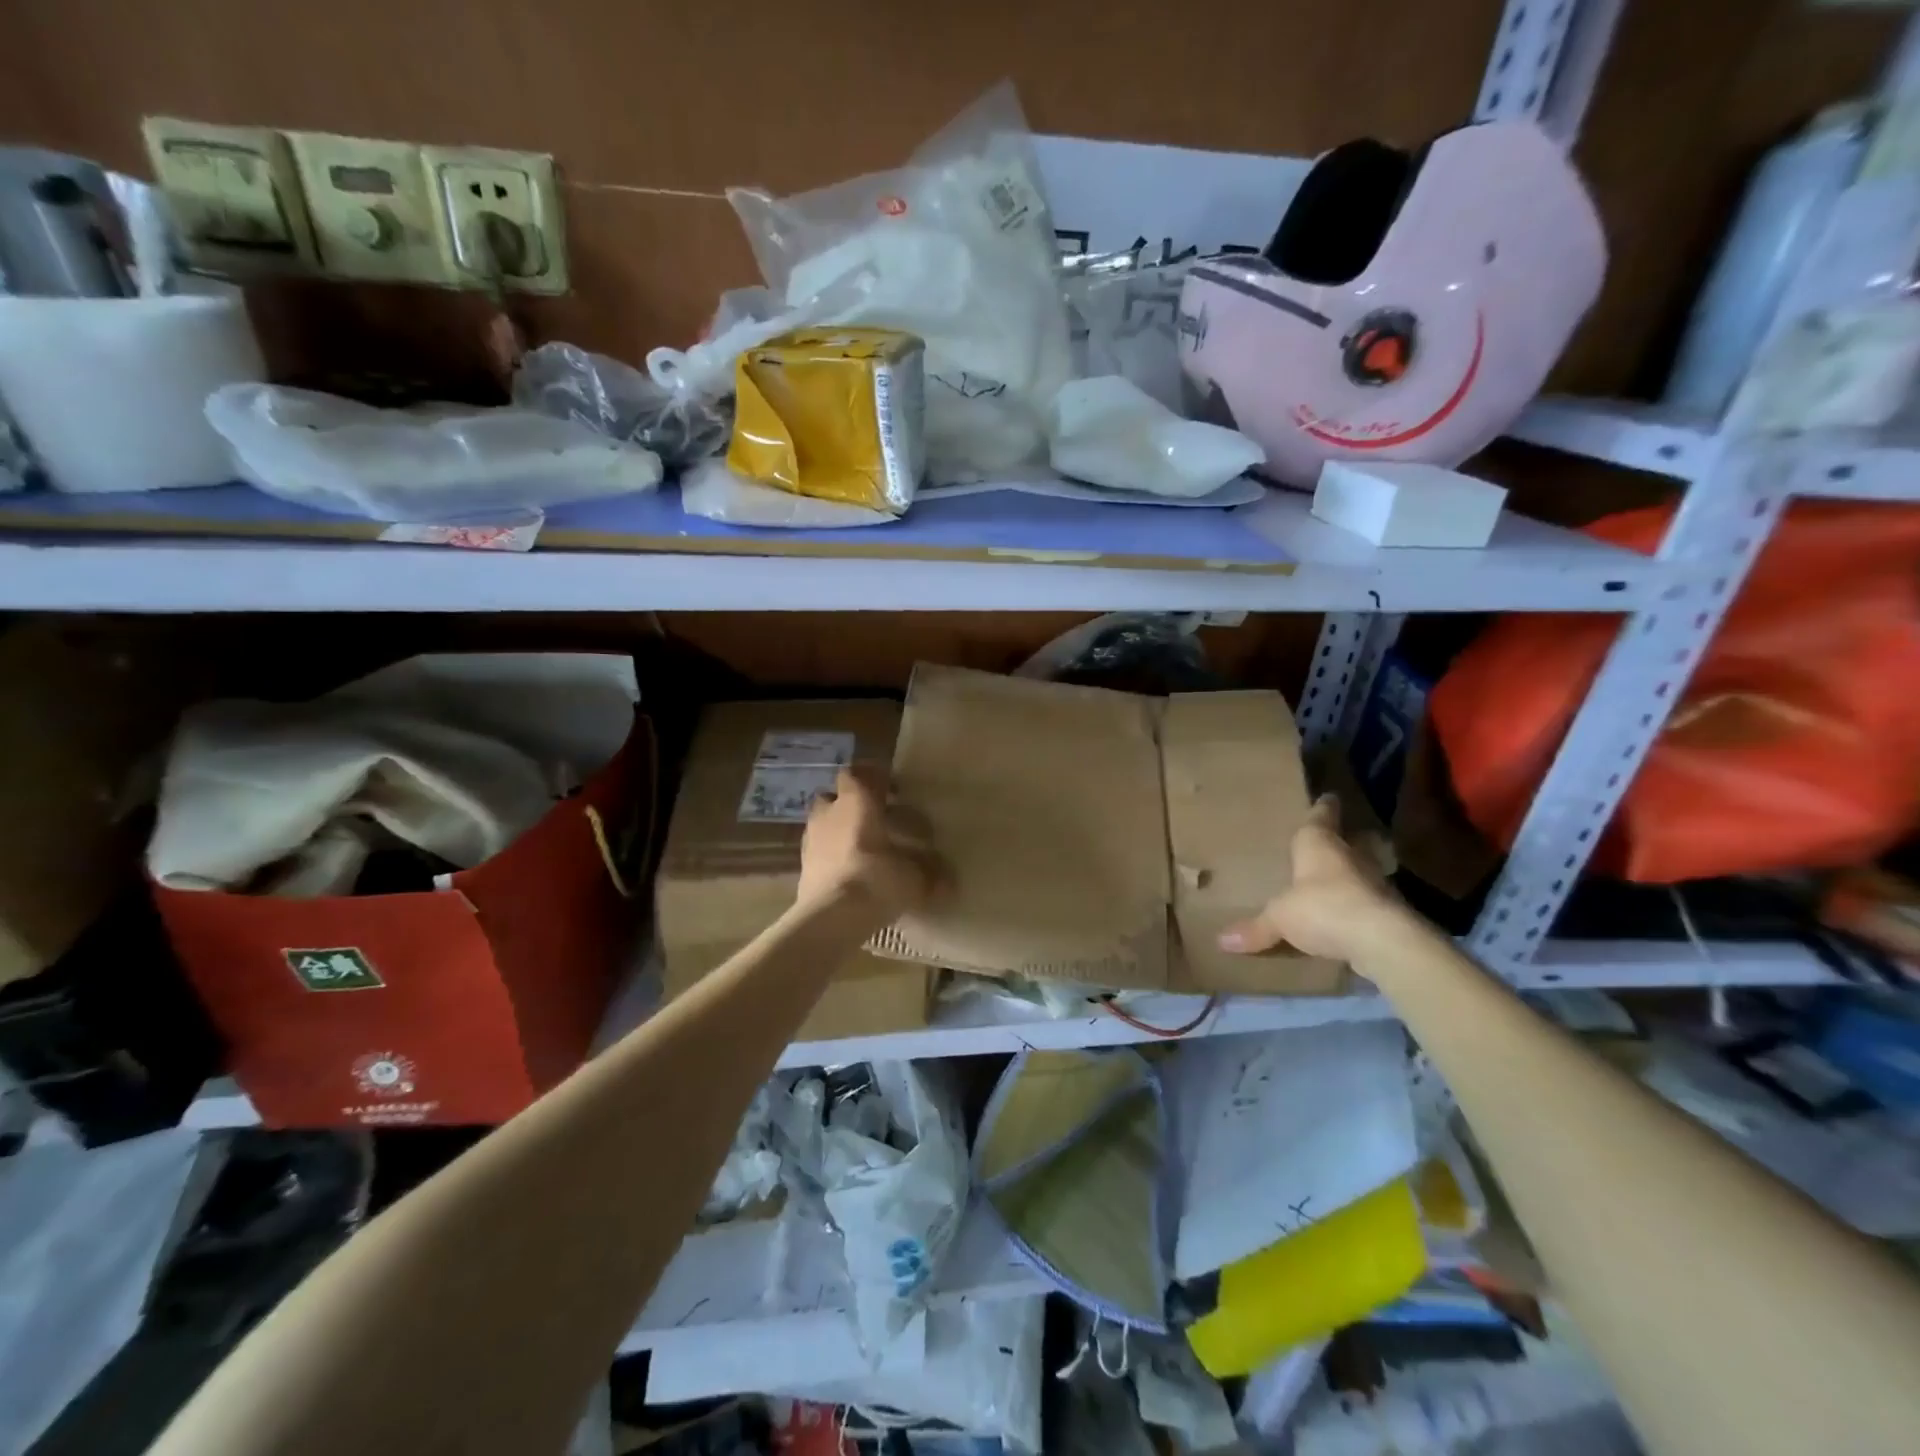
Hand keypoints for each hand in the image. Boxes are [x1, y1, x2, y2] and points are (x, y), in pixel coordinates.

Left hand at [797, 767, 942, 917]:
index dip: (873, 778)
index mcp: (857, 801)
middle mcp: (829, 812)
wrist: (831, 917)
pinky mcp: (801, 866)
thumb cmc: (877, 880)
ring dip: (837, 831)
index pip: (859, 773)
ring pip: (822, 824)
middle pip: (834, 796)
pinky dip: (830, 857)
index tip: (893, 791)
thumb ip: (931, 875)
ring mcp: (810, 839)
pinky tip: (847, 874)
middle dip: (850, 805)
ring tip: (860, 850)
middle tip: (874, 821)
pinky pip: (817, 852)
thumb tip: (950, 882)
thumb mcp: (915, 878)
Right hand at [1217, 795, 1404, 964]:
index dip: (1322, 808)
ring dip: (1353, 876)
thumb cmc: (1323, 908)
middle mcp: (1350, 857)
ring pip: (1363, 871)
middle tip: (1335, 842)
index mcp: (1320, 844)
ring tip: (1338, 882)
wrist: (1381, 941)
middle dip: (1344, 841)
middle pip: (1351, 842)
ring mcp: (1374, 884)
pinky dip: (1359, 907)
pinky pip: (1368, 903)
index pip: (1321, 817)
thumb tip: (1222, 940)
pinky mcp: (1389, 912)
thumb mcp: (1279, 918)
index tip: (1328, 797)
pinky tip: (1349, 917)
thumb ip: (1256, 928)